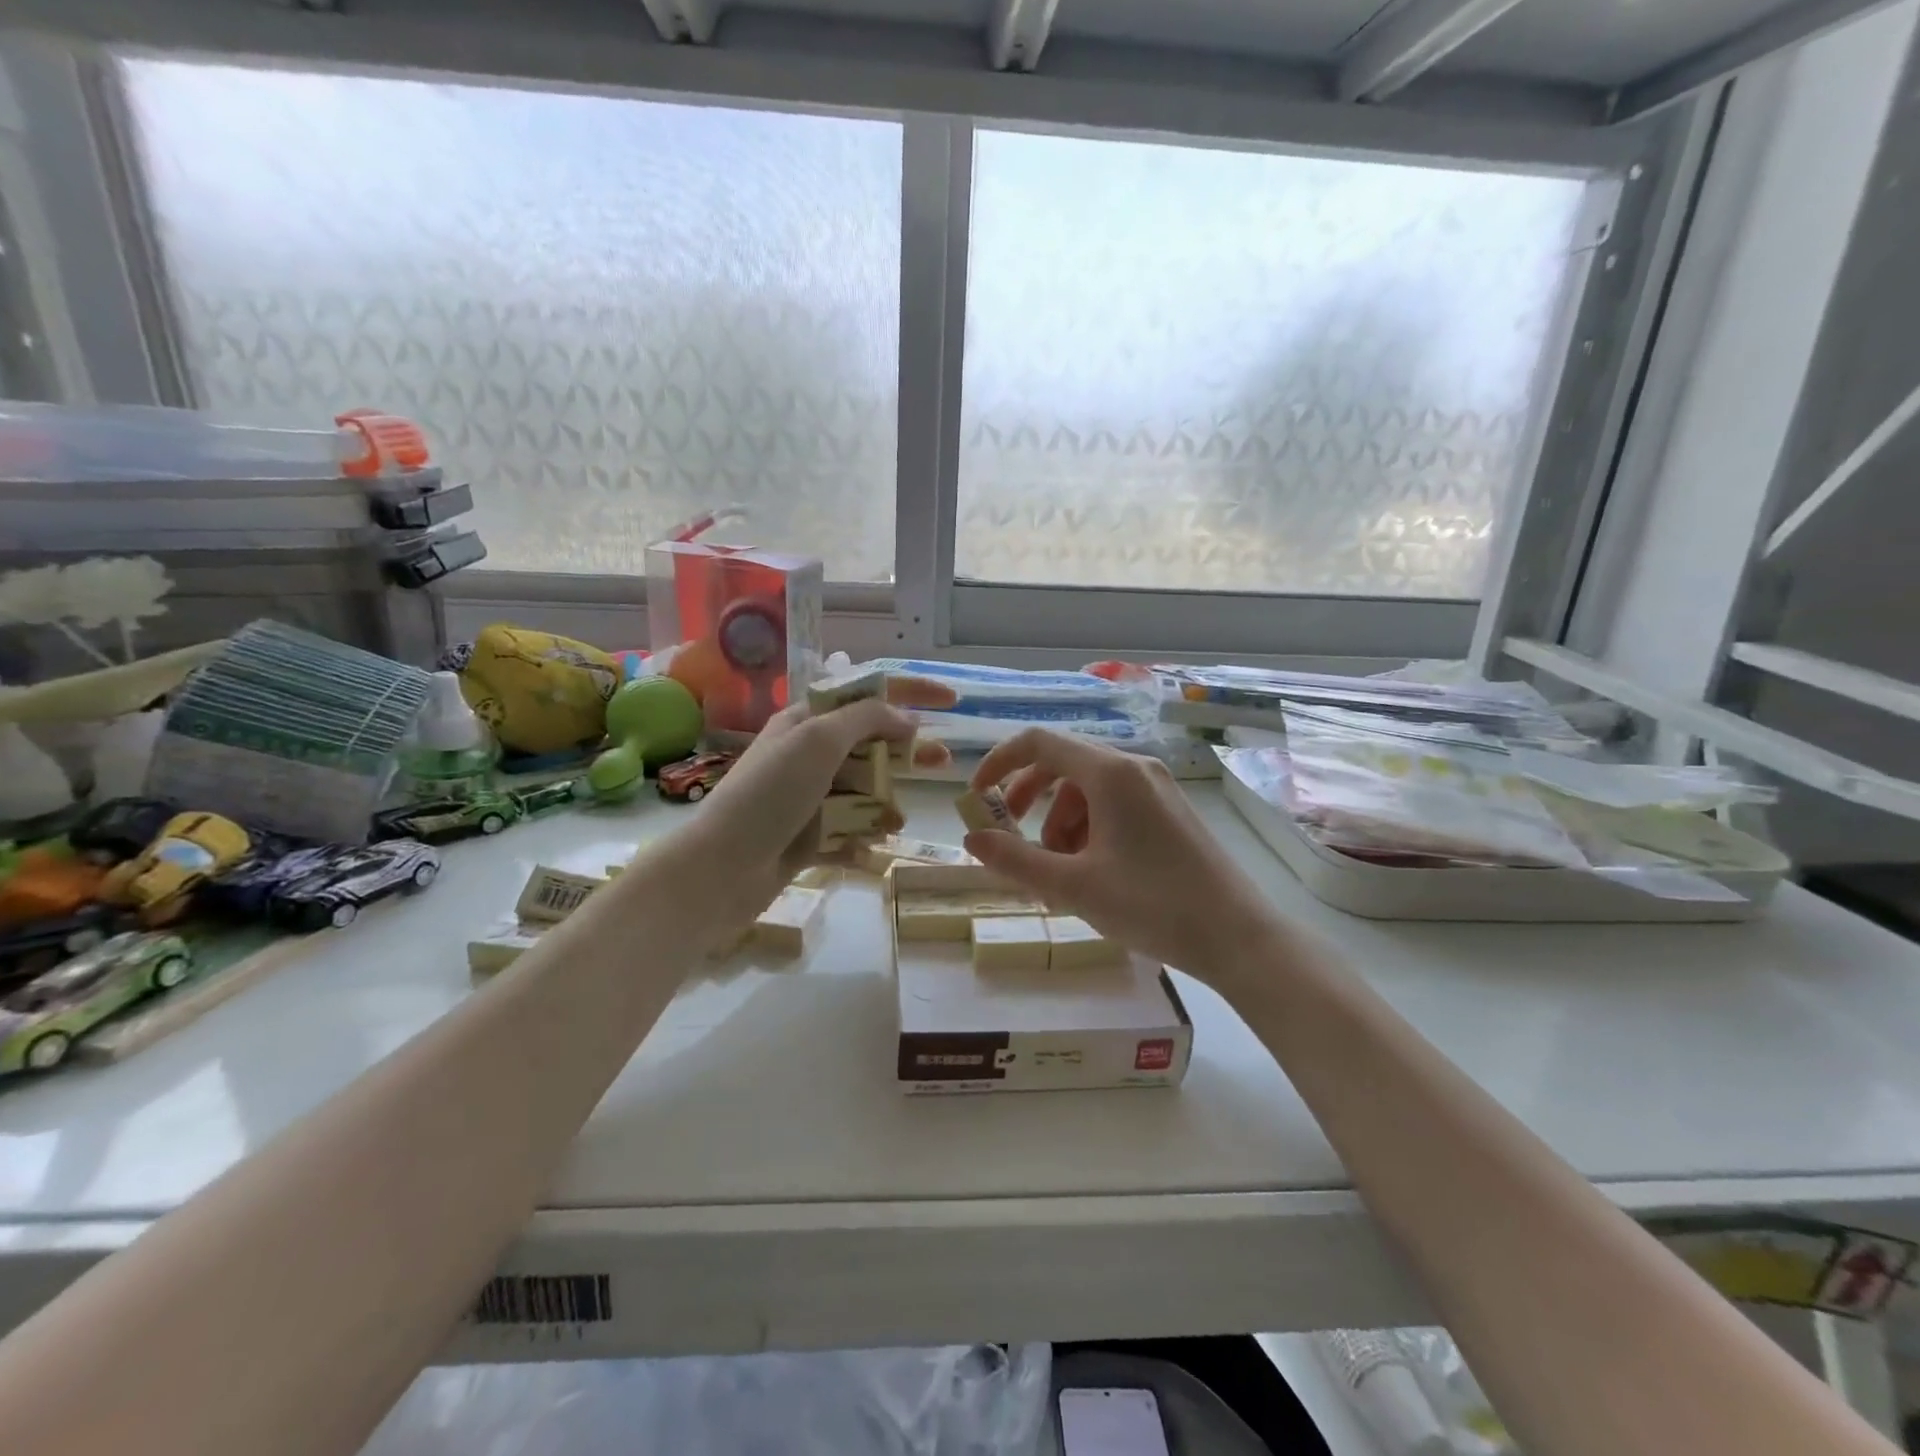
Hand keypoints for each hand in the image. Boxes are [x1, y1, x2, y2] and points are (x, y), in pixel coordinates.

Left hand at [665, 677, 955, 927]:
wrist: (721, 869)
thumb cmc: (770, 794)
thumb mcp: (818, 741)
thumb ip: (866, 720)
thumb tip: (907, 719)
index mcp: (806, 723)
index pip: (866, 695)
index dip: (909, 692)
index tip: (951, 700)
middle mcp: (808, 756)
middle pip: (871, 745)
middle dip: (906, 753)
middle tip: (943, 763)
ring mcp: (808, 798)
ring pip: (865, 792)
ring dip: (883, 804)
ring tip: (893, 823)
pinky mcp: (808, 837)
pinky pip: (849, 831)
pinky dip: (862, 839)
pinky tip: (868, 851)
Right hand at [963, 729, 1281, 984]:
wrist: (1238, 937)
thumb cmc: (1152, 906)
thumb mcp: (1073, 886)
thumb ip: (1015, 860)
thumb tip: (972, 838)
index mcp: (1110, 773)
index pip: (1039, 742)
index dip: (999, 762)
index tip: (977, 796)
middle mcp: (1134, 768)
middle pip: (1063, 763)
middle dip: (1028, 797)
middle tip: (1012, 835)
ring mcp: (1157, 787)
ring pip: (1088, 788)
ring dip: (1059, 820)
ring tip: (1057, 869)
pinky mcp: (1170, 810)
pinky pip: (1114, 804)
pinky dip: (1088, 827)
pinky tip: (1090, 870)